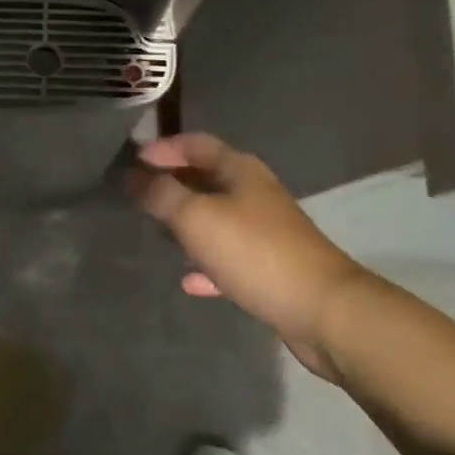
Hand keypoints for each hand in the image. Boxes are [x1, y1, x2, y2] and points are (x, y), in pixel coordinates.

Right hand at [127, 133, 367, 379]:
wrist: (323, 310)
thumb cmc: (255, 252)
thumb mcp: (197, 217)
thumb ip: (162, 194)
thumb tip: (134, 177)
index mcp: (239, 170)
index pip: (195, 144)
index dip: (162, 148)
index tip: (132, 161)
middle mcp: (254, 193)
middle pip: (206, 178)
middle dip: (172, 184)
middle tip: (138, 196)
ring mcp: (265, 231)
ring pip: (217, 218)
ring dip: (187, 223)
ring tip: (156, 232)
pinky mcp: (271, 267)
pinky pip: (230, 257)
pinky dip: (207, 263)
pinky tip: (189, 280)